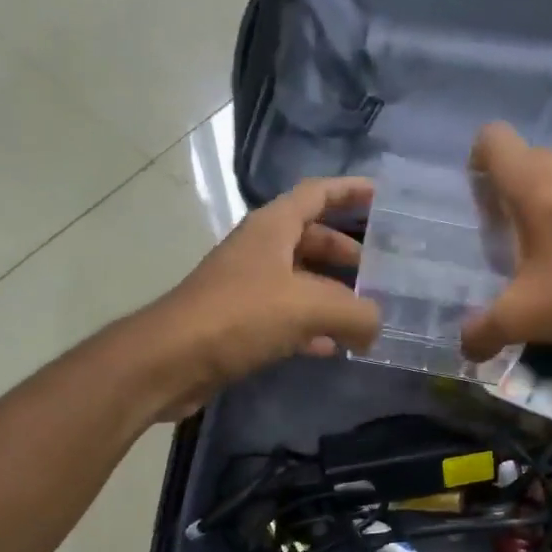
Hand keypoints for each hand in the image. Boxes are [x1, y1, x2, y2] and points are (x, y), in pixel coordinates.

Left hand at [146, 176, 381, 417]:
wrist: (169, 361)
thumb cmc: (239, 316)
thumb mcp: (309, 307)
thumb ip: (356, 313)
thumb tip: (376, 326)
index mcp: (273, 228)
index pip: (317, 194)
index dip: (350, 191)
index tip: (382, 196)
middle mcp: (260, 250)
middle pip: (312, 239)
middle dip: (348, 252)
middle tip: (382, 271)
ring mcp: (247, 287)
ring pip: (301, 281)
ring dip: (333, 294)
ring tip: (366, 312)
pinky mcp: (240, 323)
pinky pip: (287, 318)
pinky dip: (312, 328)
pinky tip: (333, 348)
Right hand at [461, 122, 551, 361]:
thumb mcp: (523, 319)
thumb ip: (482, 330)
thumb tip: (466, 347)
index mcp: (534, 181)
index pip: (492, 139)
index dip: (478, 166)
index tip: (485, 210)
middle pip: (522, 161)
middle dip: (507, 196)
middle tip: (510, 245)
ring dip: (543, 204)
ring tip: (547, 252)